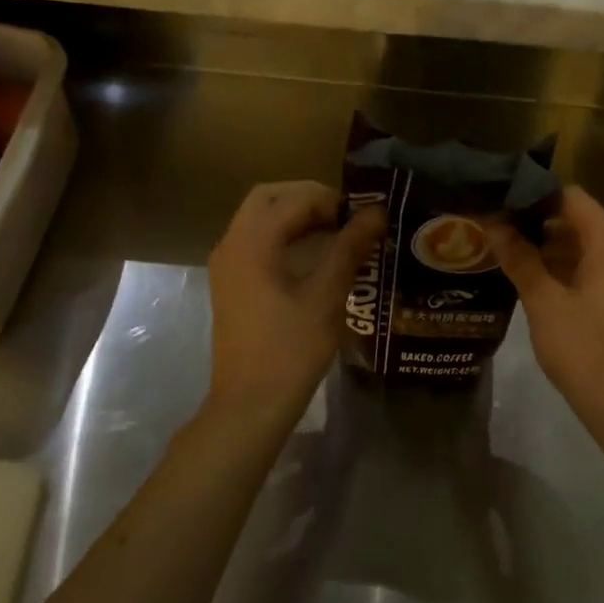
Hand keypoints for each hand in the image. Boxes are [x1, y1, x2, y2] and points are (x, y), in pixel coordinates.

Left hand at [204, 182, 385, 426]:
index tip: (363, 216)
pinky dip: (284, 235)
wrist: (250, 404)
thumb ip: (349, 248)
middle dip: (309, 199)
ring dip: (296, 216)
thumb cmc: (290, 350)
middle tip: (346, 217)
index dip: (331, 199)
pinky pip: (256, 241)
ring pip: (260, 218)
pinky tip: (315, 255)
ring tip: (338, 233)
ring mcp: (227, 264)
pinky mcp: (231, 283)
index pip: (293, 198)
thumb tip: (376, 212)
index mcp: (251, 243)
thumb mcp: (326, 296)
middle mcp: (232, 244)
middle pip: (268, 198)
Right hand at [487, 187, 603, 416]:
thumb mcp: (543, 300)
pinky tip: (530, 279)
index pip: (570, 196)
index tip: (500, 201)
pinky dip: (562, 268)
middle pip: (577, 219)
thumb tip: (493, 223)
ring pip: (582, 246)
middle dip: (536, 222)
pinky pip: (591, 269)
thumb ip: (519, 258)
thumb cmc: (584, 348)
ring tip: (504, 251)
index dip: (534, 195)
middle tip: (494, 227)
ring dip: (547, 247)